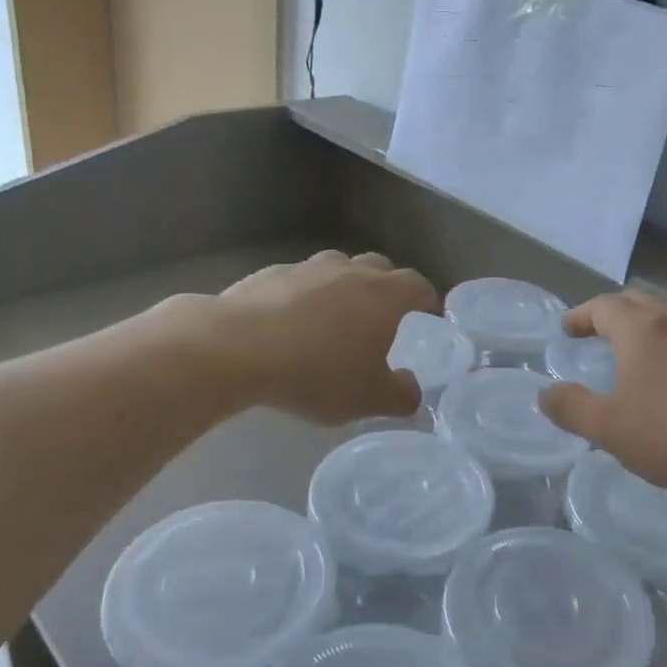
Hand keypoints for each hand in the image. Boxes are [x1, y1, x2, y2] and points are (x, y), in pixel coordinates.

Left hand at [200, 250, 438, 423]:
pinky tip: (290, 322)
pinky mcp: (270, 273)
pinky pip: (299, 280)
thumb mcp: (368, 399)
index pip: (418, 285)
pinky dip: (304, 295)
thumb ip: (400, 395)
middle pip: (380, 267)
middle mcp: (350, 271)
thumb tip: (412, 389)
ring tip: (335, 316)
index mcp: (383, 295)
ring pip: (338, 267)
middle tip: (383, 315)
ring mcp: (308, 268)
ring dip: (344, 286)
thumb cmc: (316, 372)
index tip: (428, 314)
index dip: (427, 299)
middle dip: (387, 286)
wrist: (237, 348)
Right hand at [538, 291, 666, 495]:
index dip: (581, 315)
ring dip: (647, 328)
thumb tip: (546, 394)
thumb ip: (573, 408)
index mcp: (641, 329)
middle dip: (613, 313)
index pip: (603, 306)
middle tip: (598, 332)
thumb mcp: (611, 428)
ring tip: (637, 353)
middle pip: (638, 302)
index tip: (568, 328)